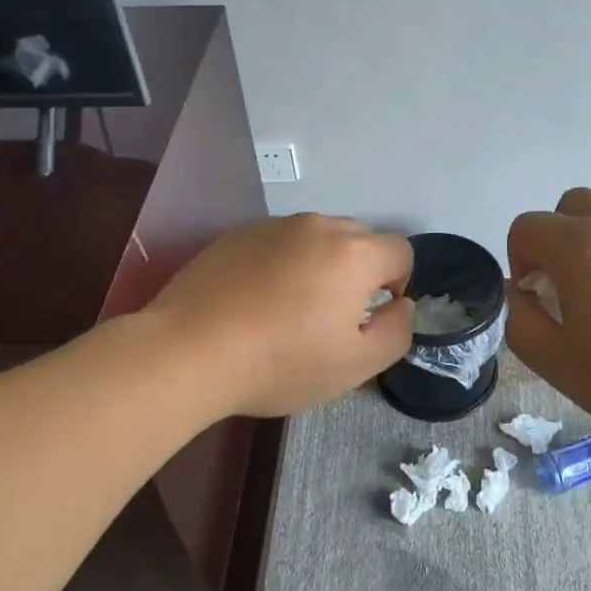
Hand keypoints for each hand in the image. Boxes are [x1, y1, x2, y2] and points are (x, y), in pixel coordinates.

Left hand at [144, 214, 414, 417]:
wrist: (189, 350)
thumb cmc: (281, 362)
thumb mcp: (355, 365)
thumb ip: (396, 331)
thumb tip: (400, 305)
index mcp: (354, 253)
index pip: (400, 252)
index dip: (395, 285)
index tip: (368, 318)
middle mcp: (319, 225)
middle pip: (359, 240)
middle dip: (358, 272)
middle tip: (330, 317)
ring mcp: (274, 225)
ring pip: (317, 239)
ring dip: (319, 265)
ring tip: (288, 309)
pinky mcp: (238, 233)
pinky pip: (279, 242)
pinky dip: (281, 263)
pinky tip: (255, 300)